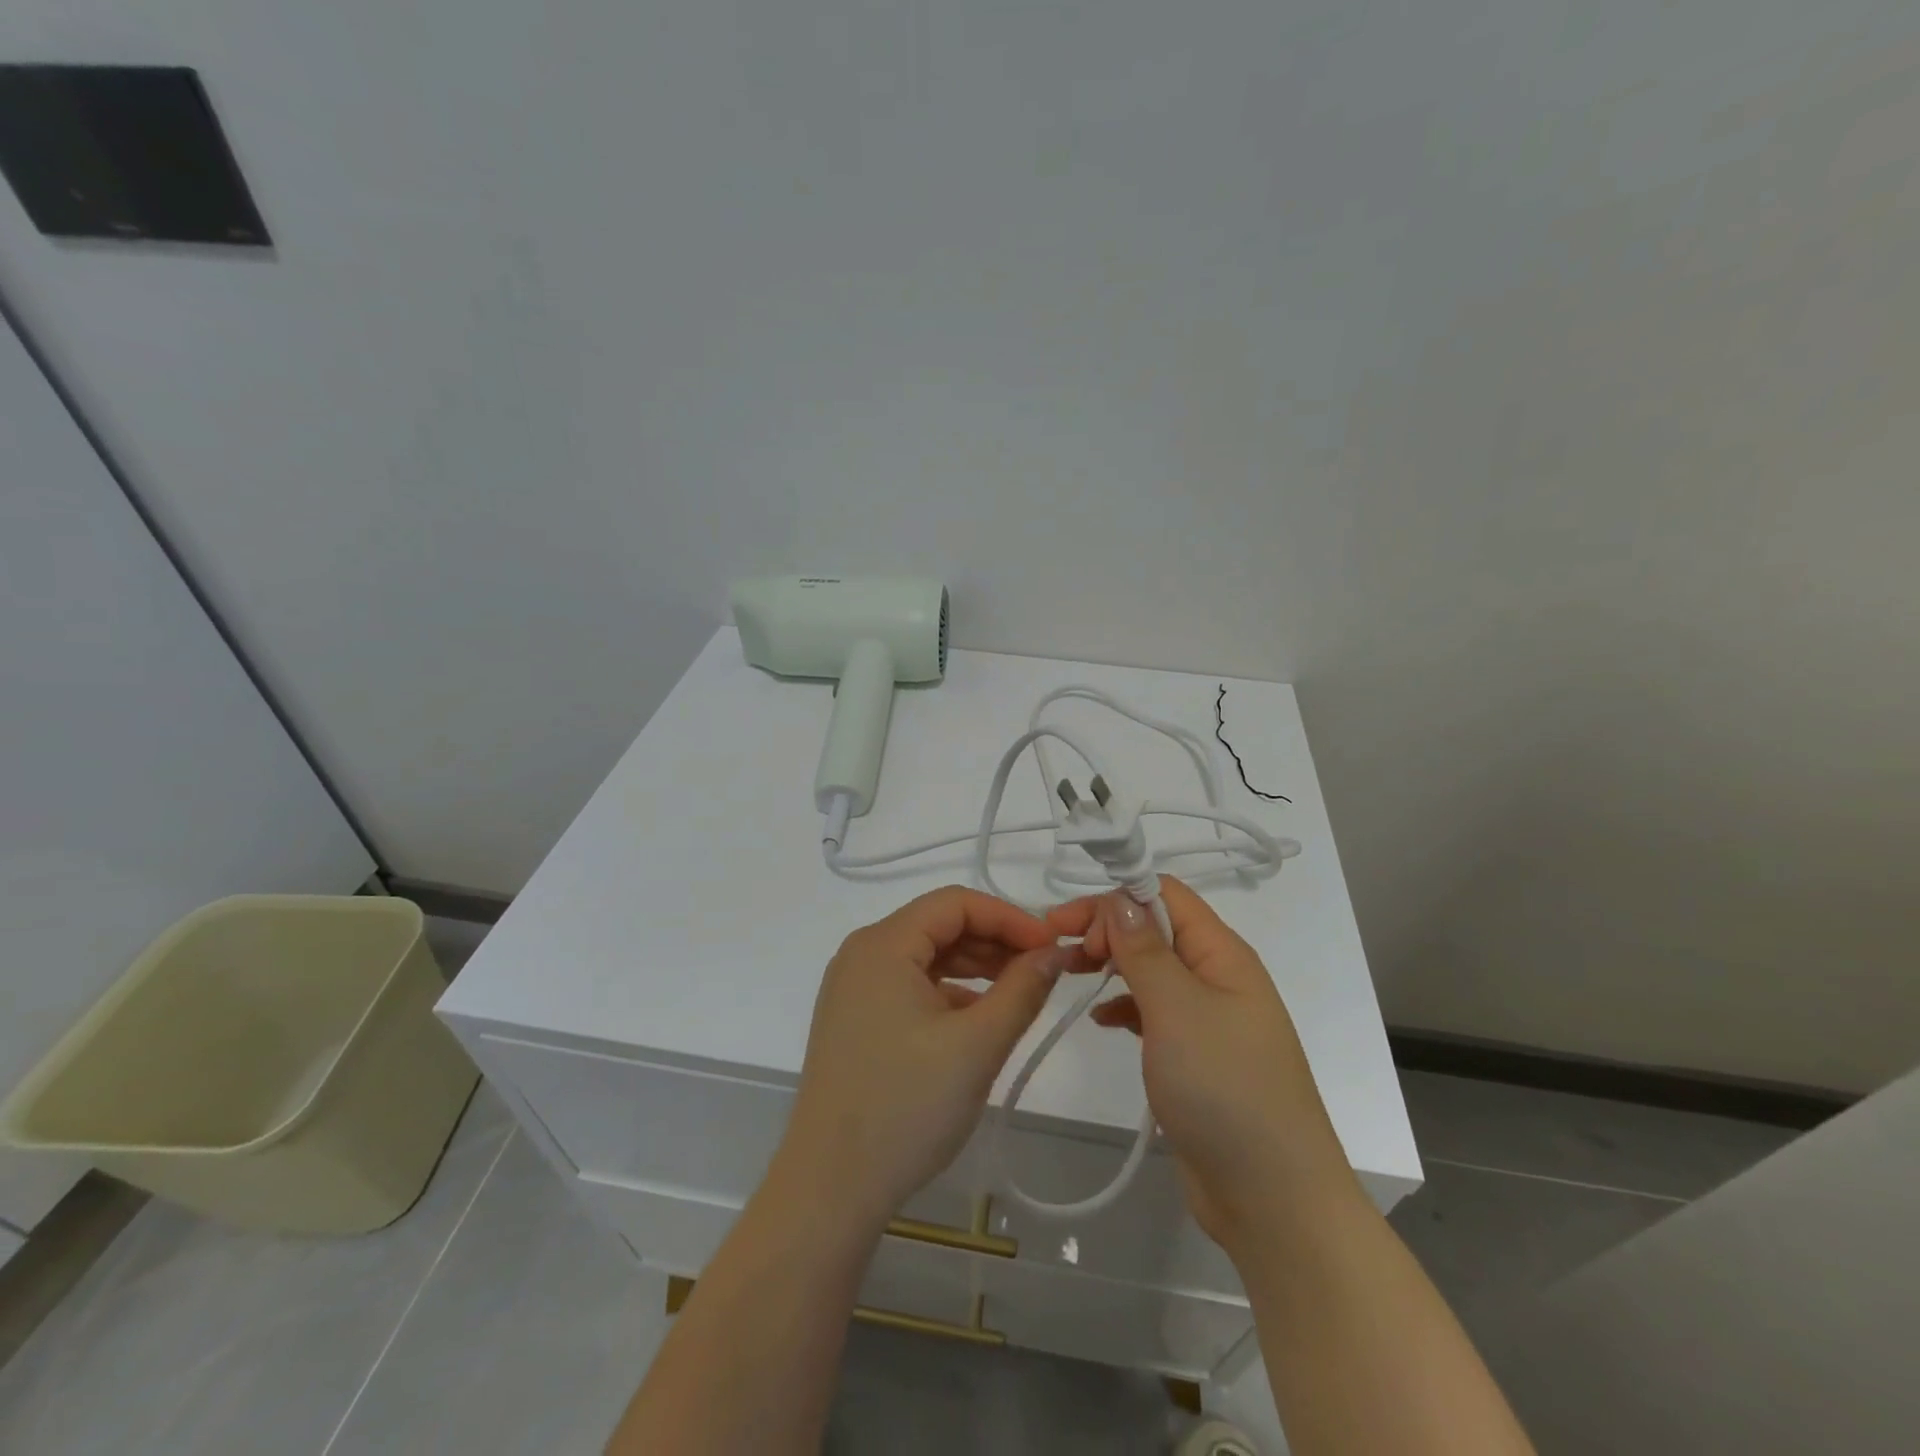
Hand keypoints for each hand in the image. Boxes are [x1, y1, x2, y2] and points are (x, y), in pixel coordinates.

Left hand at [776, 886, 1072, 1230]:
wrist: (830, 1189)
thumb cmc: (906, 1107)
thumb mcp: (977, 1046)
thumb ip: (1022, 990)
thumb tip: (1055, 953)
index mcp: (882, 944)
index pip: (955, 903)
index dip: (1009, 917)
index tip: (1050, 948)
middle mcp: (862, 954)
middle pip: (939, 925)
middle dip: (994, 942)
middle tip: (1043, 972)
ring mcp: (854, 988)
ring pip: (927, 957)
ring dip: (975, 968)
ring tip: (1020, 994)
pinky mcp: (856, 1020)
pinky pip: (911, 987)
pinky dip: (950, 993)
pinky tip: (979, 1020)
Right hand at [1050, 878, 1354, 1249]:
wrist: (1273, 1200)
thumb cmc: (1225, 1090)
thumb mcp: (1177, 1010)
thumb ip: (1145, 951)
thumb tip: (1119, 899)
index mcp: (1221, 953)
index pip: (1164, 895)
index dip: (1114, 898)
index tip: (1067, 923)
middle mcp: (1216, 976)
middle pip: (1154, 928)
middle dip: (1107, 929)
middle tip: (1064, 954)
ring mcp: (1206, 1017)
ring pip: (1150, 968)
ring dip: (1111, 963)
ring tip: (1070, 976)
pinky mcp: (1194, 1055)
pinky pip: (1152, 1011)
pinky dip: (1123, 1006)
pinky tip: (1100, 1020)